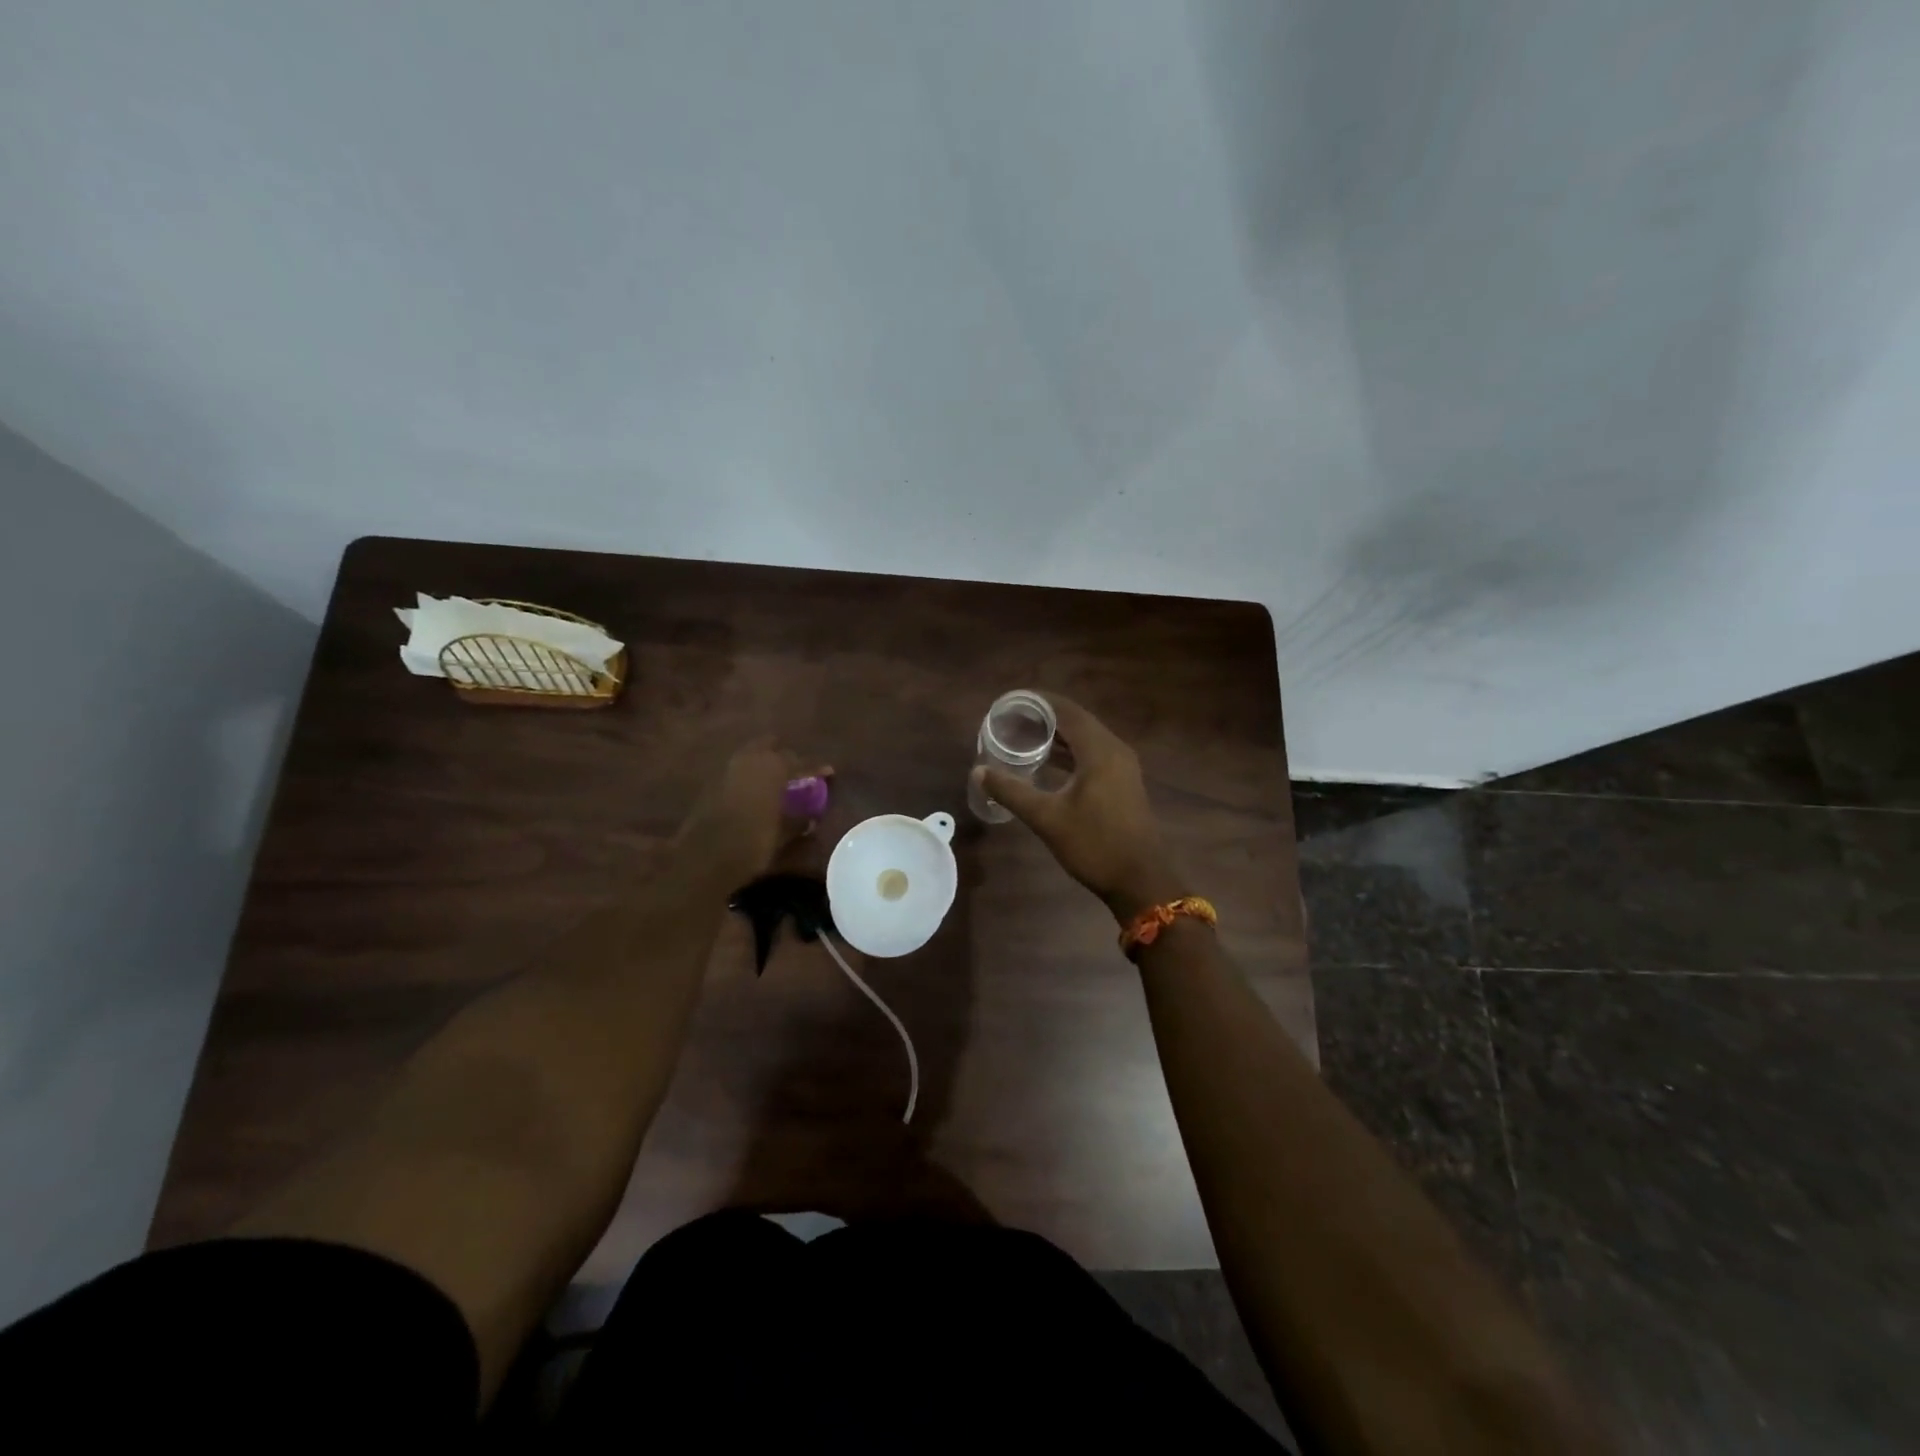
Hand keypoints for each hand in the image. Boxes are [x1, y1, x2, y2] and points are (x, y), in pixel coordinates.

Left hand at [677, 738, 828, 881]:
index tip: (829, 771)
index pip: (800, 762)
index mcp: (773, 768)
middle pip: (772, 747)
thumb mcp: (782, 834)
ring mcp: (728, 769)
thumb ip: (798, 821)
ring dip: (765, 761)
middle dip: (786, 755)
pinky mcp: (712, 783)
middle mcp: (750, 761)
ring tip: (778, 777)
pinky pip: (738, 770)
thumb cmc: (751, 843)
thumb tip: (810, 818)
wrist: (704, 858)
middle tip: (798, 769)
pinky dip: (750, 775)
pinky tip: (757, 789)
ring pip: (752, 754)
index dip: (816, 767)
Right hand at [972, 695, 1185, 922]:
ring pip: (1085, 739)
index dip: (1038, 702)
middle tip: (1010, 718)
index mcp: (1099, 750)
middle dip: (1044, 717)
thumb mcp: (1047, 818)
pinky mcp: (1122, 783)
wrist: (1140, 880)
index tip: (1009, 701)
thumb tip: (979, 771)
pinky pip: (1092, 754)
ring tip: (1022, 736)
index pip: (1066, 711)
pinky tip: (1046, 763)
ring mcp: (1122, 767)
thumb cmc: (1095, 845)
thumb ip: (1012, 791)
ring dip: (1057, 735)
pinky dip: (1069, 752)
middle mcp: (1114, 750)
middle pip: (1076, 721)